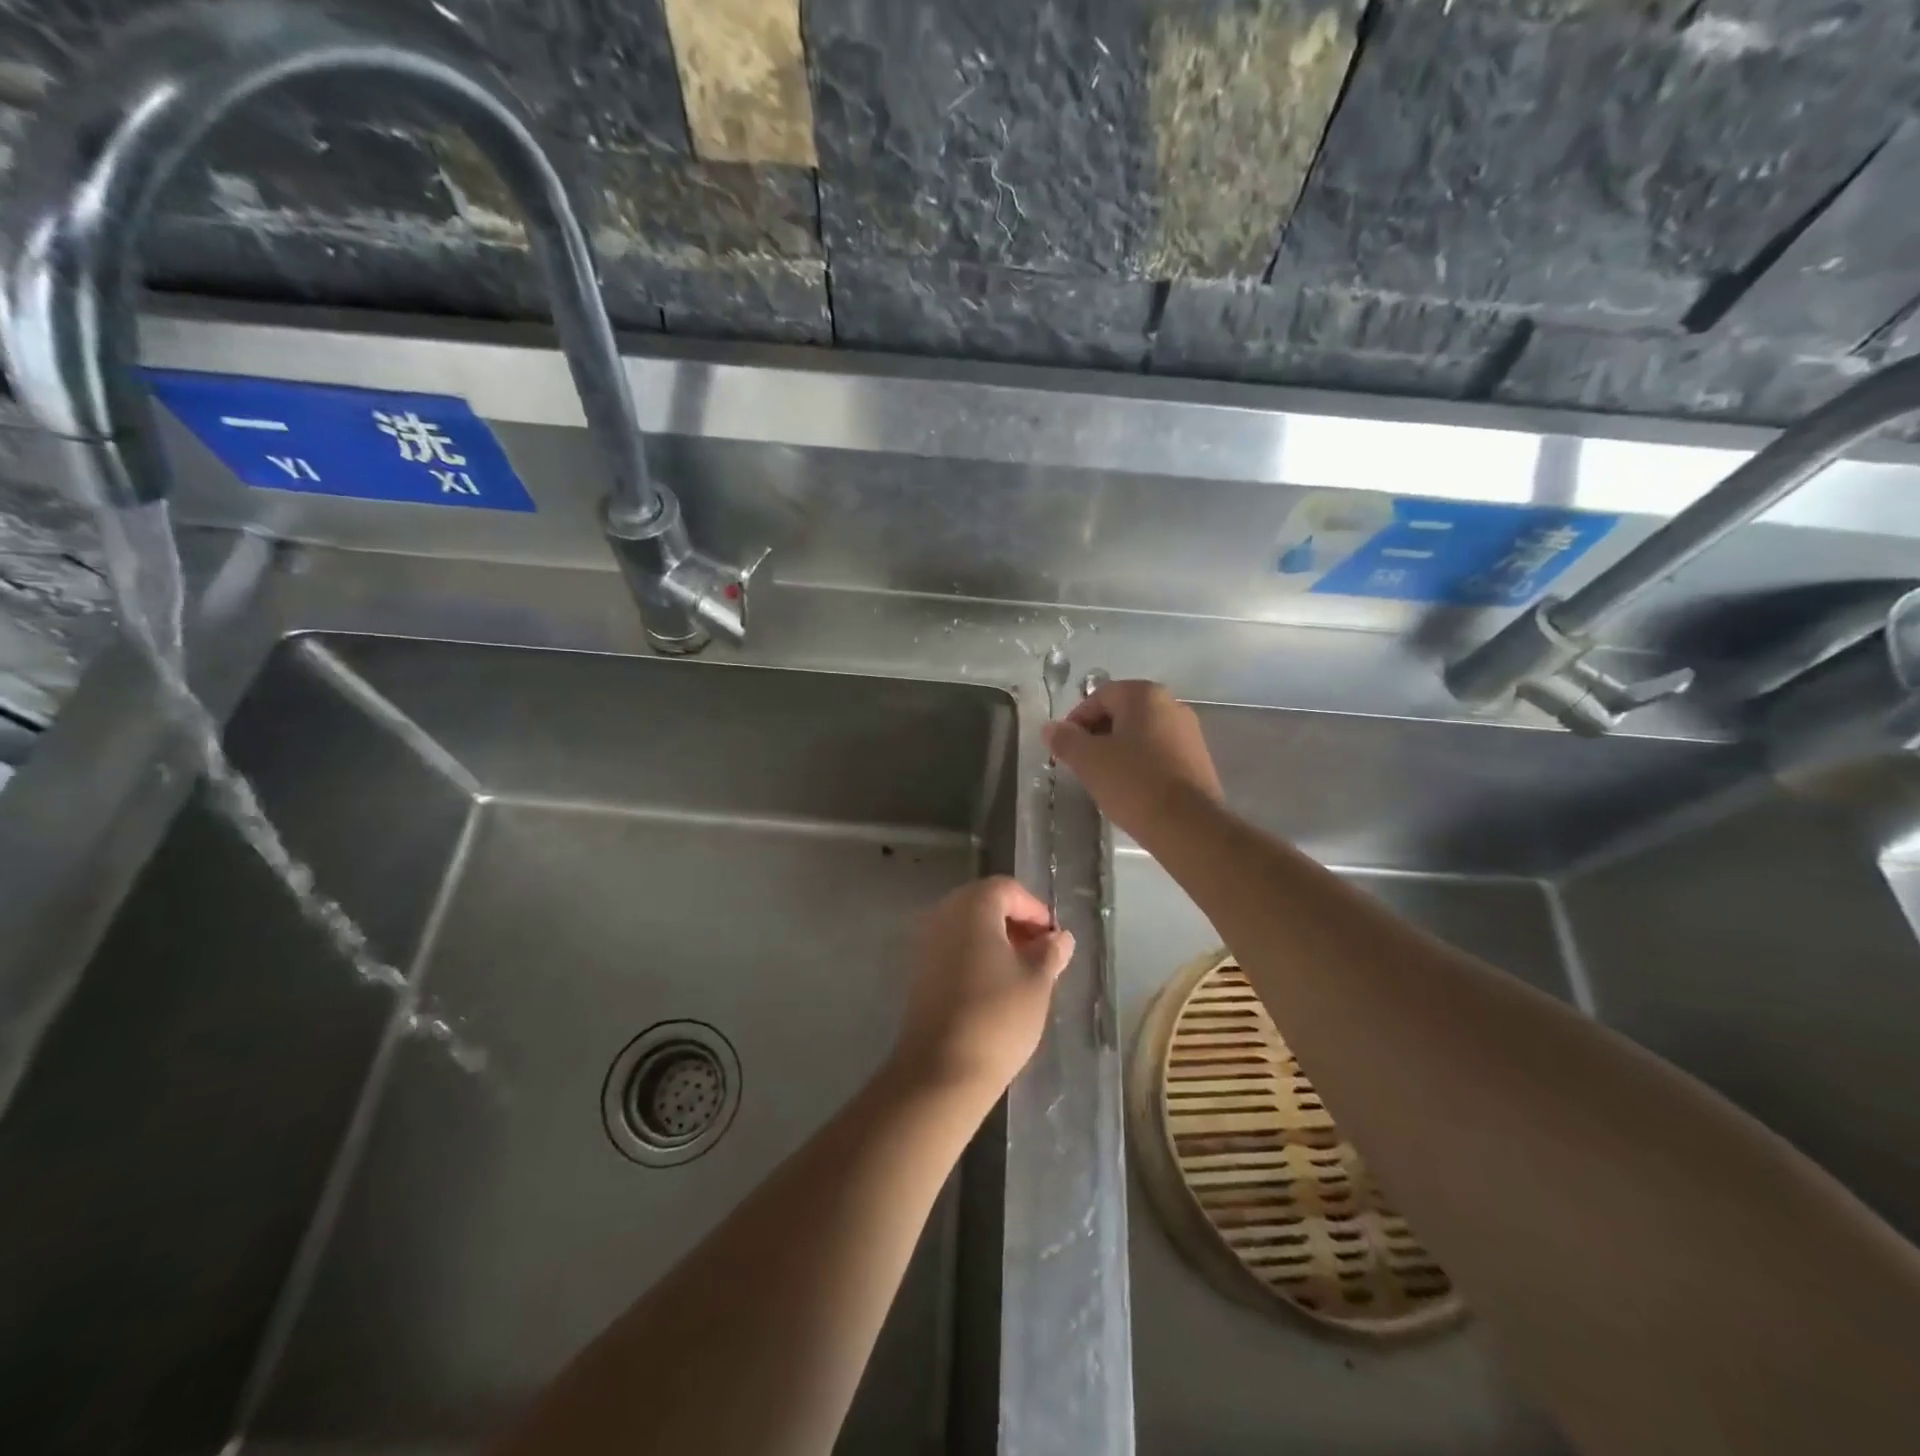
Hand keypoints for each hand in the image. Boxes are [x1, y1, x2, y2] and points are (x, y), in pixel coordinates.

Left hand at [891, 877, 1074, 1102]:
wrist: (941, 1070)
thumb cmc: (997, 1017)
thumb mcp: (1037, 982)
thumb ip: (1050, 952)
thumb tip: (1060, 937)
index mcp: (972, 907)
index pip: (1007, 889)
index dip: (1035, 909)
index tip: (1054, 939)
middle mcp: (943, 915)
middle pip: (984, 904)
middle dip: (1016, 923)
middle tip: (1042, 953)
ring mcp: (926, 944)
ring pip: (968, 928)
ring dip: (997, 941)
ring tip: (1024, 973)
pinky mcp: (919, 972)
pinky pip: (953, 949)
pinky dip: (977, 956)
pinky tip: (996, 987)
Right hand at [1042, 679, 1222, 841]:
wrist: (1188, 826)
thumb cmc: (1133, 783)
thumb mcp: (1088, 760)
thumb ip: (1065, 740)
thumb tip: (1050, 728)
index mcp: (1145, 695)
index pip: (1099, 696)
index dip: (1076, 720)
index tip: (1065, 749)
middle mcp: (1172, 705)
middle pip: (1122, 713)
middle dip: (1097, 736)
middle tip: (1081, 764)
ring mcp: (1190, 733)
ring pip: (1141, 735)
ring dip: (1118, 752)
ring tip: (1104, 780)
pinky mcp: (1199, 761)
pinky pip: (1159, 754)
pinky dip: (1140, 765)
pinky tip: (1131, 790)